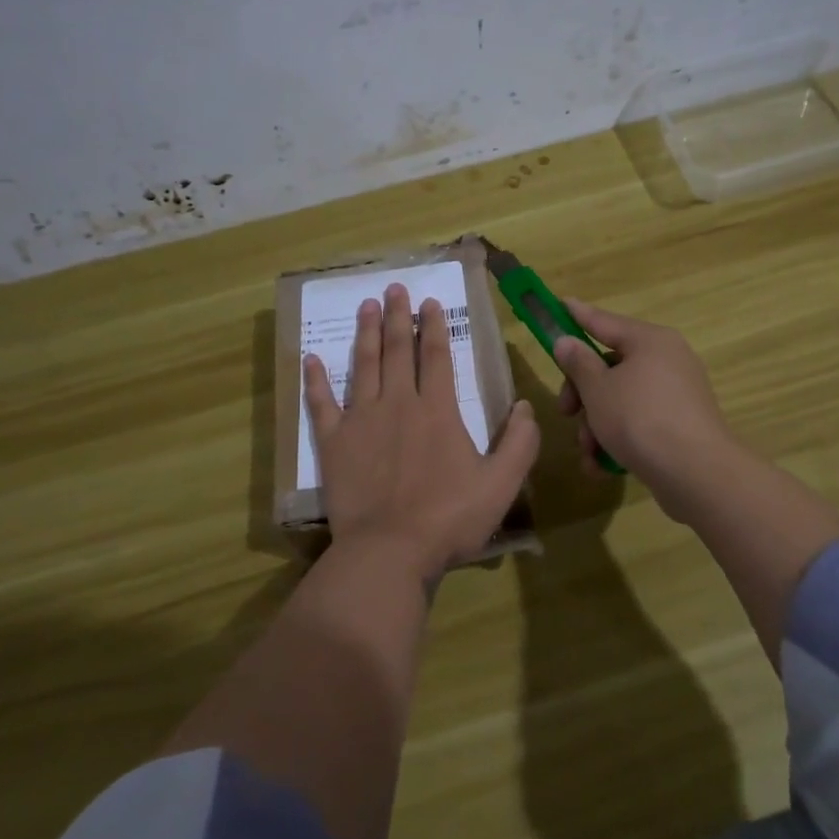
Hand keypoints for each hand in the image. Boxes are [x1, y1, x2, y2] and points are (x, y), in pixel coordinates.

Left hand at [305, 283, 539, 580]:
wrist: (389, 551)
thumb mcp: (501, 485)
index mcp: (437, 410)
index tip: (429, 302)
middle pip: (398, 350)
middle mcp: (398, 404)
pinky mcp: (334, 442)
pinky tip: (311, 359)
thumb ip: (519, 443)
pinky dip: (315, 380)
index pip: (435, 356)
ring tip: (365, 305)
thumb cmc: (448, 519)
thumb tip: (527, 406)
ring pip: (363, 365)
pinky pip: (321, 403)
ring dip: (365, 333)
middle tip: (394, 287)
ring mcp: (361, 420)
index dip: (433, 326)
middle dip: (397, 316)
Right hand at [553, 299, 742, 521]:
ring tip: (587, 453)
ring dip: (596, 425)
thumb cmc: (640, 419)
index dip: (577, 315)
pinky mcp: (680, 426)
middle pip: (610, 366)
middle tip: (565, 412)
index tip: (559, 303)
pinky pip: (639, 423)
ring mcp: (676, 395)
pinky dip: (618, 440)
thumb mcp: (598, 389)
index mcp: (650, 341)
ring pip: (621, 400)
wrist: (696, 474)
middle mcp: (667, 361)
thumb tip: (566, 341)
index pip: (604, 321)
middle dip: (583, 394)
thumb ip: (578, 362)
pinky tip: (601, 467)